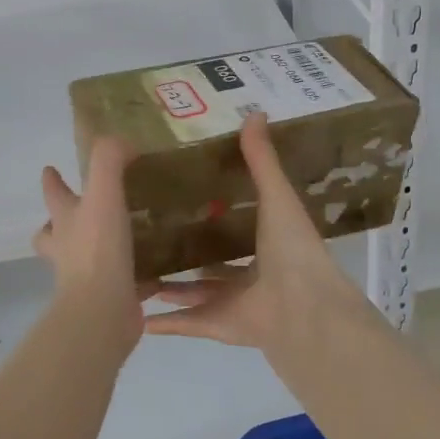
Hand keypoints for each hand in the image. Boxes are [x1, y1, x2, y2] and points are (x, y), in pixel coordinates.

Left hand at [33, 138, 145, 354]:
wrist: (102, 310)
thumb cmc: (98, 248)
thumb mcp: (103, 192)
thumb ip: (109, 160)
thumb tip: (123, 143)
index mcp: (65, 221)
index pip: (53, 194)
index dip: (52, 180)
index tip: (49, 169)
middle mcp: (68, 248)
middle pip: (53, 232)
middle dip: (59, 222)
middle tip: (79, 211)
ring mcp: (84, 277)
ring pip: (85, 258)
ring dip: (99, 248)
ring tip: (126, 237)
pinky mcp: (110, 299)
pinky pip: (123, 284)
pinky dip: (136, 278)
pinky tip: (157, 273)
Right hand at [145, 112, 372, 353]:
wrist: (303, 310)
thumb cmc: (292, 249)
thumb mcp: (276, 196)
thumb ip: (261, 160)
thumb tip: (255, 111)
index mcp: (268, 244)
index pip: (238, 225)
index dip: (215, 211)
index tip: (184, 192)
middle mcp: (252, 275)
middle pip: (214, 262)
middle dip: (187, 250)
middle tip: (149, 230)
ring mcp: (235, 304)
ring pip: (195, 293)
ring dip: (170, 285)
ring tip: (136, 267)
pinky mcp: (219, 327)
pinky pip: (187, 322)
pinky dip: (164, 321)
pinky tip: (136, 312)